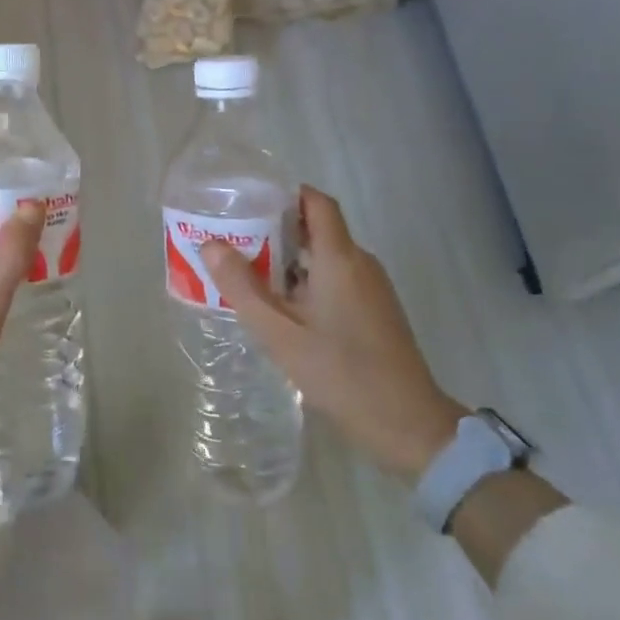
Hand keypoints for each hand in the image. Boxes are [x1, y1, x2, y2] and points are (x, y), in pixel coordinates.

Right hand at [200, 186, 465, 479]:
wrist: (408, 424)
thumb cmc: (341, 373)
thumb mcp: (280, 333)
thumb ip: (242, 287)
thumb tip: (211, 245)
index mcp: (339, 257)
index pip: (316, 201)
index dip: (285, 195)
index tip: (249, 204)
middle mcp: (360, 262)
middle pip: (318, 228)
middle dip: (276, 230)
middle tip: (235, 243)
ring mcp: (373, 287)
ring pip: (326, 257)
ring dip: (289, 260)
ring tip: (250, 276)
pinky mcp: (377, 310)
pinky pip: (338, 279)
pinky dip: (308, 281)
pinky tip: (284, 309)